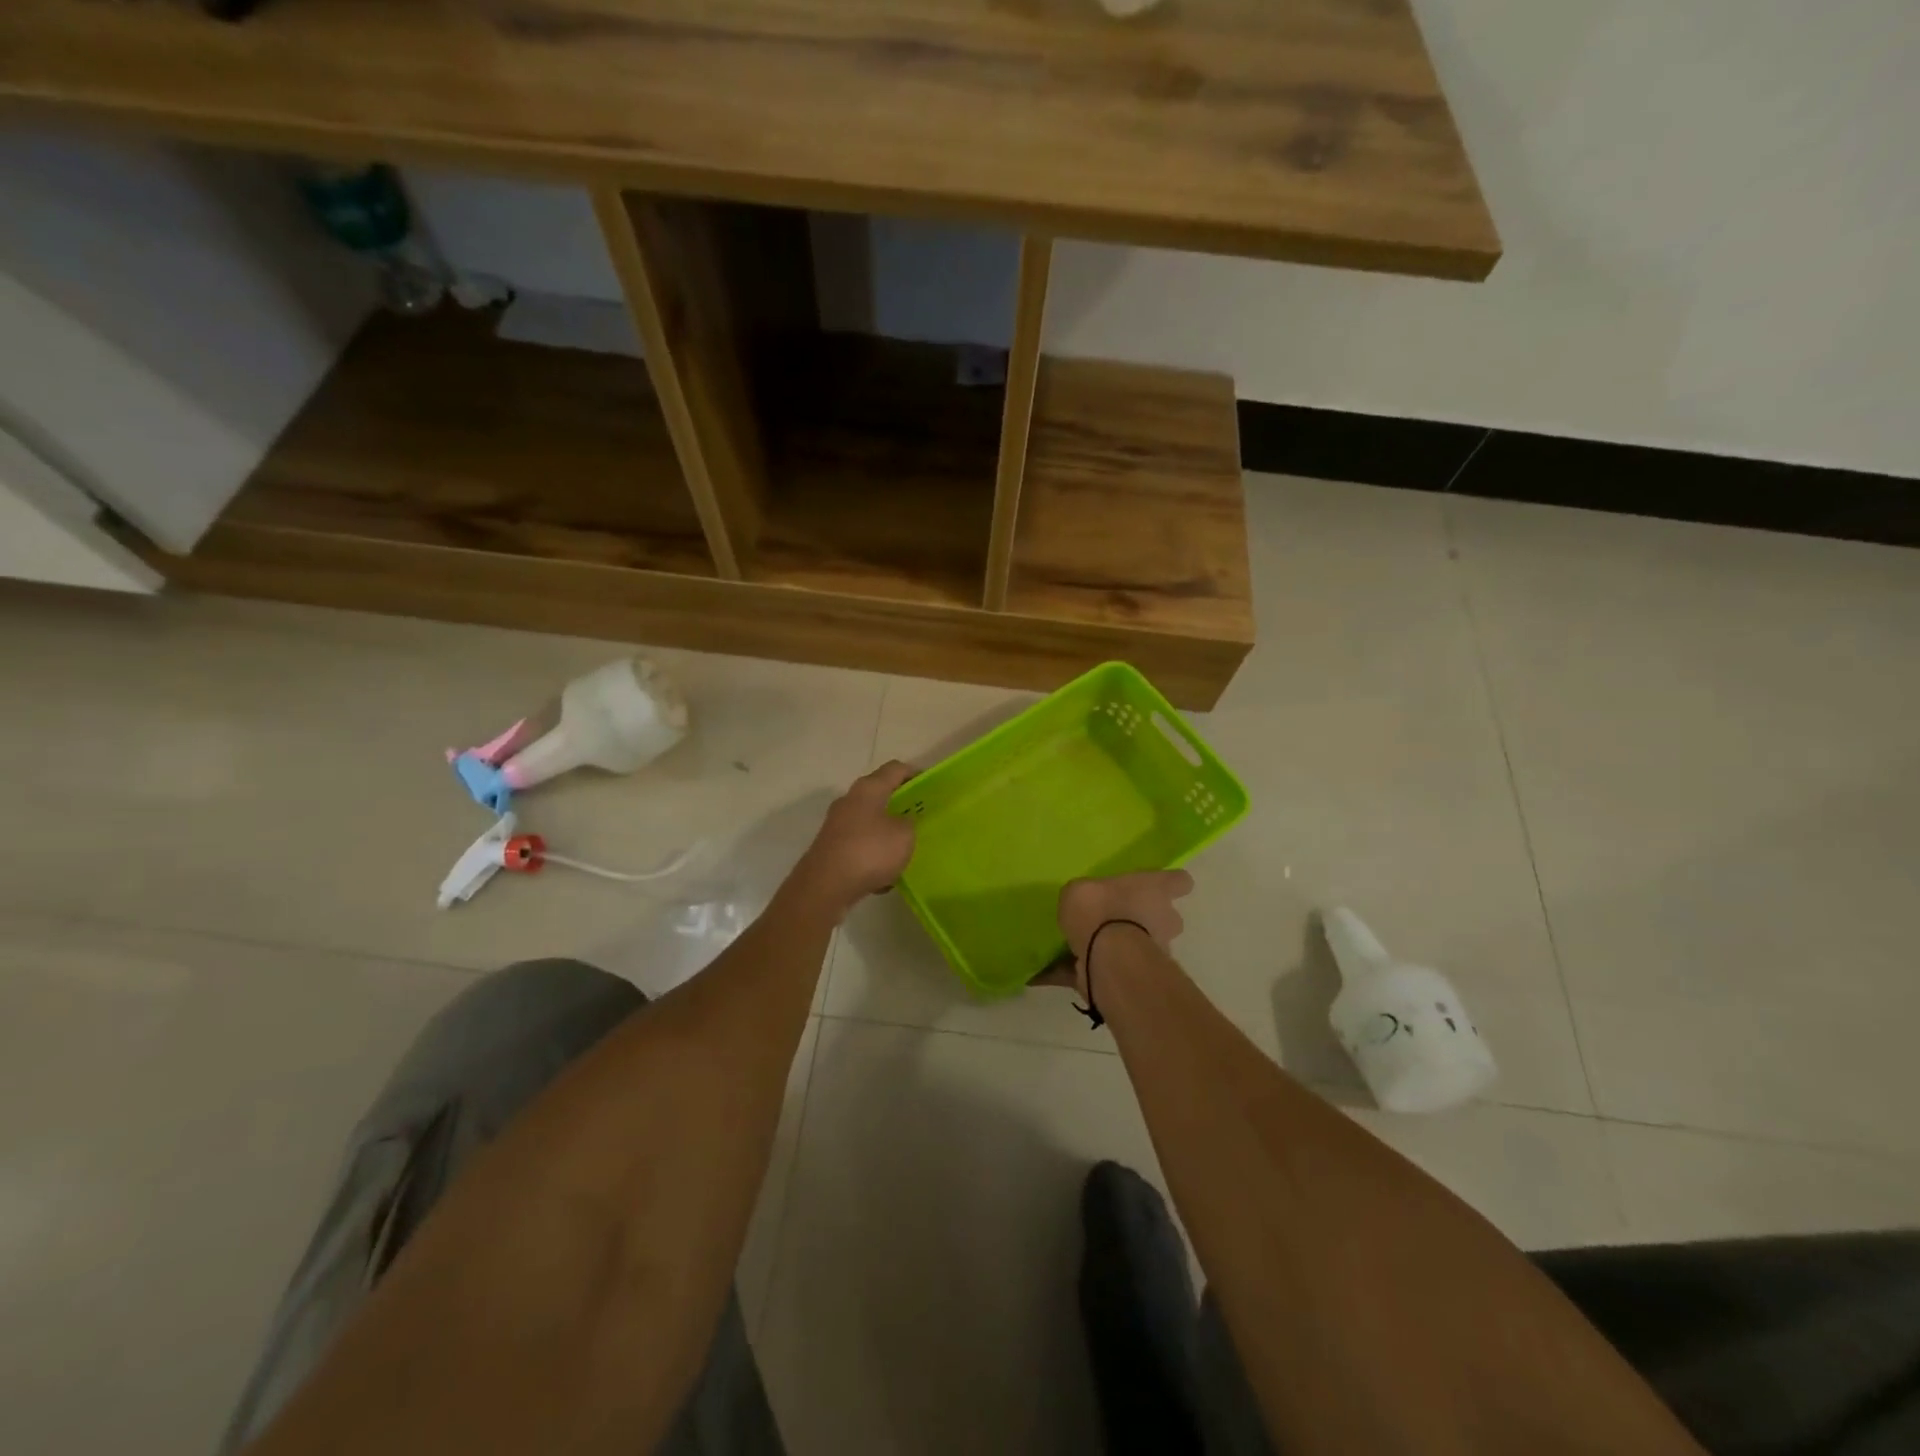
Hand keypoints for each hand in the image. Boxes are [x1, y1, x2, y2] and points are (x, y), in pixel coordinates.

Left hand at [792, 761, 917, 916]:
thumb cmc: (869, 851)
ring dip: (886, 832)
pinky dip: (872, 855)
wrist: (825, 886)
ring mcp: (836, 825)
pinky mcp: (830, 848)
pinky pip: (859, 846)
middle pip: (879, 794)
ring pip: (868, 822)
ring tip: (905, 848)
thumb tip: (902, 822)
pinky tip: (884, 875)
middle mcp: (849, 801)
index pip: (895, 769)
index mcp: (868, 789)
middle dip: (899, 804)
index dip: (914, 773)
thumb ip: (909, 823)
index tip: (929, 785)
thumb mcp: (904, 835)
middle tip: (920, 816)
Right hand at [1032, 870, 1193, 996]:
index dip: (1170, 884)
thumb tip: (1085, 903)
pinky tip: (1074, 970)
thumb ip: (1088, 896)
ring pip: (1149, 944)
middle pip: (1167, 916)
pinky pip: (1123, 969)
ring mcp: (1160, 949)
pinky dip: (1104, 970)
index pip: (1179, 881)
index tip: (1158, 887)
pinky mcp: (1145, 976)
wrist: (1106, 957)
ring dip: (1129, 946)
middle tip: (1119, 920)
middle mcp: (1166, 917)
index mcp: (1156, 888)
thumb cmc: (1100, 909)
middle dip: (1148, 920)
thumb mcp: (1079, 889)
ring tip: (1096, 948)